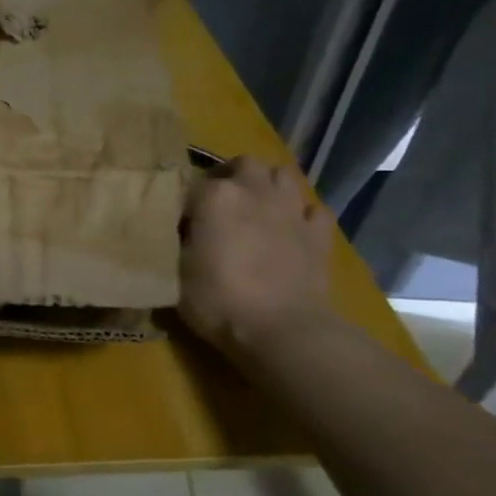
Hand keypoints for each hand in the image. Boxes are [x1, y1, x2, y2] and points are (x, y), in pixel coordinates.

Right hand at [179, 156, 334, 356]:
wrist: (282, 331)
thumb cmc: (217, 300)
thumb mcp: (174, 271)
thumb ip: (175, 240)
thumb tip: (176, 230)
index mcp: (214, 197)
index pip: (189, 183)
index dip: (180, 201)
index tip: (174, 222)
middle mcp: (255, 191)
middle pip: (243, 164)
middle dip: (230, 176)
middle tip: (216, 202)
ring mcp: (292, 210)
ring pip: (283, 175)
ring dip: (267, 185)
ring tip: (254, 207)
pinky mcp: (320, 234)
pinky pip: (312, 209)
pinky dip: (300, 214)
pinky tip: (289, 229)